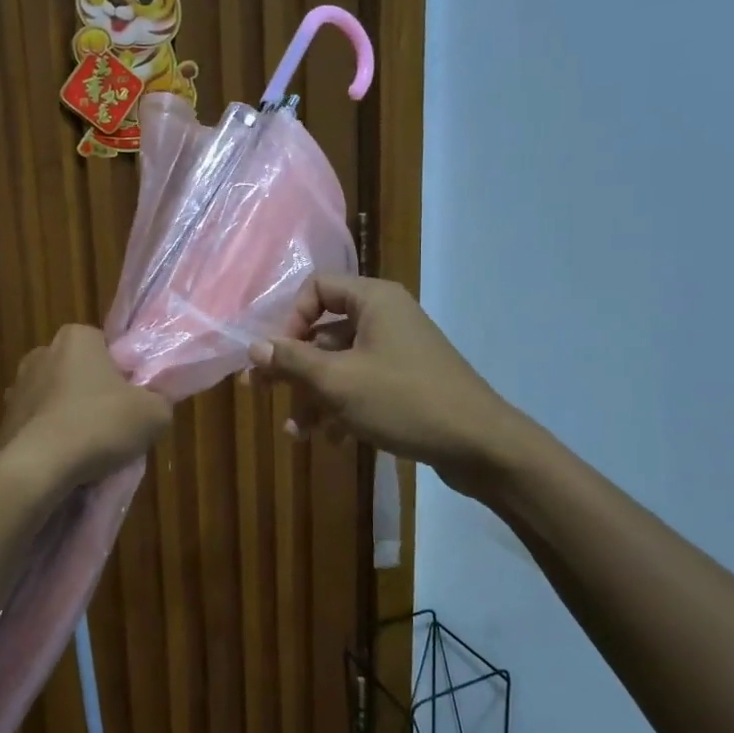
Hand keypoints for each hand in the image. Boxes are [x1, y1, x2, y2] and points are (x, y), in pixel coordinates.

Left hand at [0, 325, 171, 490]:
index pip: (107, 348)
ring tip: (91, 452)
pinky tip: (67, 462)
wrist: (37, 468)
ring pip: (59, 401)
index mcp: (77, 337)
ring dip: (72, 418)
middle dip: (96, 395)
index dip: (124, 374)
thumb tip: (152, 404)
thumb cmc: (99, 425)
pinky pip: (39, 426)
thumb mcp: (154, 413)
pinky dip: (52, 439)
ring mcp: (18, 387)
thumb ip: (160, 400)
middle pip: (81, 373)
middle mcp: (42, 353)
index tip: (133, 401)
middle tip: (116, 426)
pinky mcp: (4, 420)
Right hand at [248, 275, 520, 493]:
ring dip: (314, 395)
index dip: (290, 319)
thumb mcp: (338, 381)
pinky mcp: (406, 381)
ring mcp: (398, 350)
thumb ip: (292, 361)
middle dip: (293, 366)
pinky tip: (330, 440)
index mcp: (373, 301)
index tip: (278, 355)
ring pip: (340, 364)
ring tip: (297, 432)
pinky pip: (362, 384)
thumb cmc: (404, 401)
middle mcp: (385, 317)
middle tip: (261, 392)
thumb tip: (253, 346)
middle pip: (324, 330)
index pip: (316, 288)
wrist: (480, 444)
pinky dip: (341, 407)